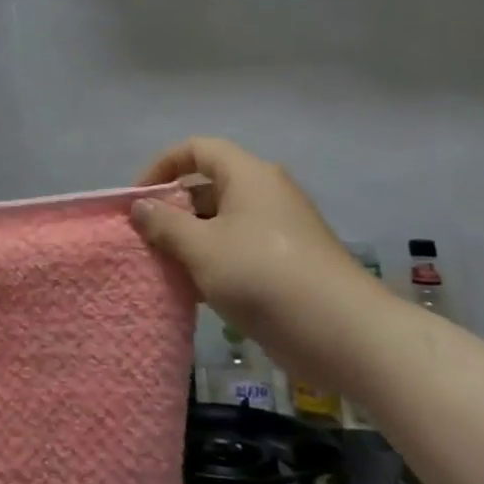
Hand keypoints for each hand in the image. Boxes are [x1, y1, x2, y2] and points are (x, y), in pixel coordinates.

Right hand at [131, 137, 388, 381]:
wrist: (344, 334)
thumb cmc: (262, 276)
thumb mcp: (200, 247)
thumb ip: (164, 223)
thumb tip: (140, 206)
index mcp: (248, 176)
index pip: (197, 149)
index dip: (162, 165)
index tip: (139, 198)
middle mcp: (266, 193)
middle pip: (208, 185)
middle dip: (173, 208)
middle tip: (146, 237)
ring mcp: (280, 229)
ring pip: (222, 221)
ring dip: (190, 239)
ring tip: (165, 266)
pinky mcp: (288, 263)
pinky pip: (239, 248)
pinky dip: (214, 261)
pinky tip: (195, 290)